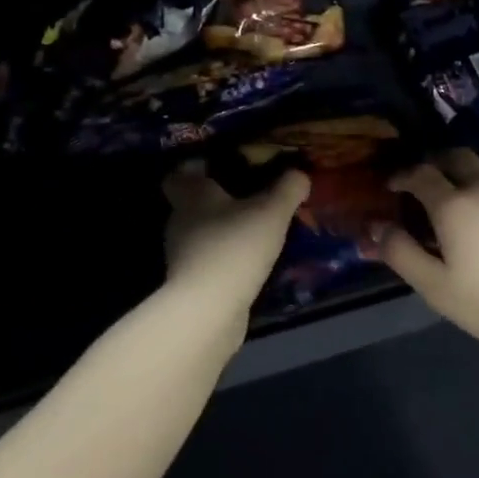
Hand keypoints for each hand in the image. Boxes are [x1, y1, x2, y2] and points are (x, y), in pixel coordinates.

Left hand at [162, 162, 309, 315]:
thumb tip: (300, 173)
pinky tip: (251, 261)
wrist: (208, 309)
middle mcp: (179, 220)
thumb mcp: (272, 211)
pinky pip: (210, 260)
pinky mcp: (190, 282)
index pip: (178, 174)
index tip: (221, 168)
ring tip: (256, 231)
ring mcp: (181, 254)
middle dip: (218, 201)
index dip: (195, 169)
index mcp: (192, 194)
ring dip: (224, 231)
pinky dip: (226, 258)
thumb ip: (288, 189)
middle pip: (193, 204)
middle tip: (250, 198)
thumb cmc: (236, 245)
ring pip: (202, 233)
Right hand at [375, 150, 478, 356]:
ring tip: (457, 196)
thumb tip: (376, 227)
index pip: (421, 174)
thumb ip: (402, 253)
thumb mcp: (435, 286)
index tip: (391, 186)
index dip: (402, 175)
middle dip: (435, 162)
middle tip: (423, 182)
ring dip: (465, 172)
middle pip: (457, 157)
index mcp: (453, 205)